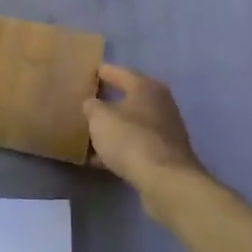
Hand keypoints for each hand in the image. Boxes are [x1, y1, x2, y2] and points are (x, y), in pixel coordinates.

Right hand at [83, 63, 202, 192]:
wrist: (165, 180)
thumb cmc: (130, 139)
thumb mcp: (100, 118)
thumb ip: (92, 106)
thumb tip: (93, 104)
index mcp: (146, 87)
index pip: (119, 72)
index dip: (101, 71)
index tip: (87, 72)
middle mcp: (160, 103)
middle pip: (128, 98)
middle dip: (107, 101)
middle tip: (86, 103)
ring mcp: (165, 130)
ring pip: (131, 123)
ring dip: (113, 128)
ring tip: (89, 134)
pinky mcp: (165, 154)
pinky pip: (135, 145)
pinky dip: (120, 148)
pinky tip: (100, 159)